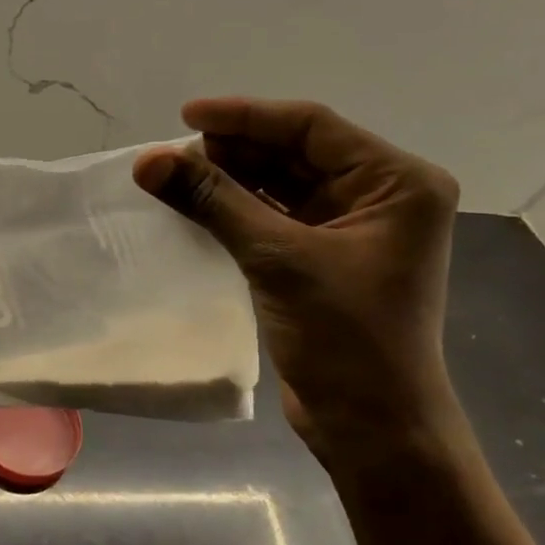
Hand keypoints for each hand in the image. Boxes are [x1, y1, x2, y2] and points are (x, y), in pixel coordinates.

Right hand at [134, 98, 461, 467]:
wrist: (372, 428)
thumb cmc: (346, 339)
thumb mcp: (278, 260)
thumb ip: (213, 202)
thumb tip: (147, 160)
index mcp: (397, 182)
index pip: (312, 128)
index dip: (246, 116)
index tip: (186, 116)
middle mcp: (380, 196)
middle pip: (295, 153)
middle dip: (233, 151)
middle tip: (172, 155)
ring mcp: (351, 229)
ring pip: (281, 185)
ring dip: (230, 180)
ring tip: (174, 176)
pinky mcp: (323, 259)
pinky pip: (273, 217)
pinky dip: (235, 210)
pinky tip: (195, 206)